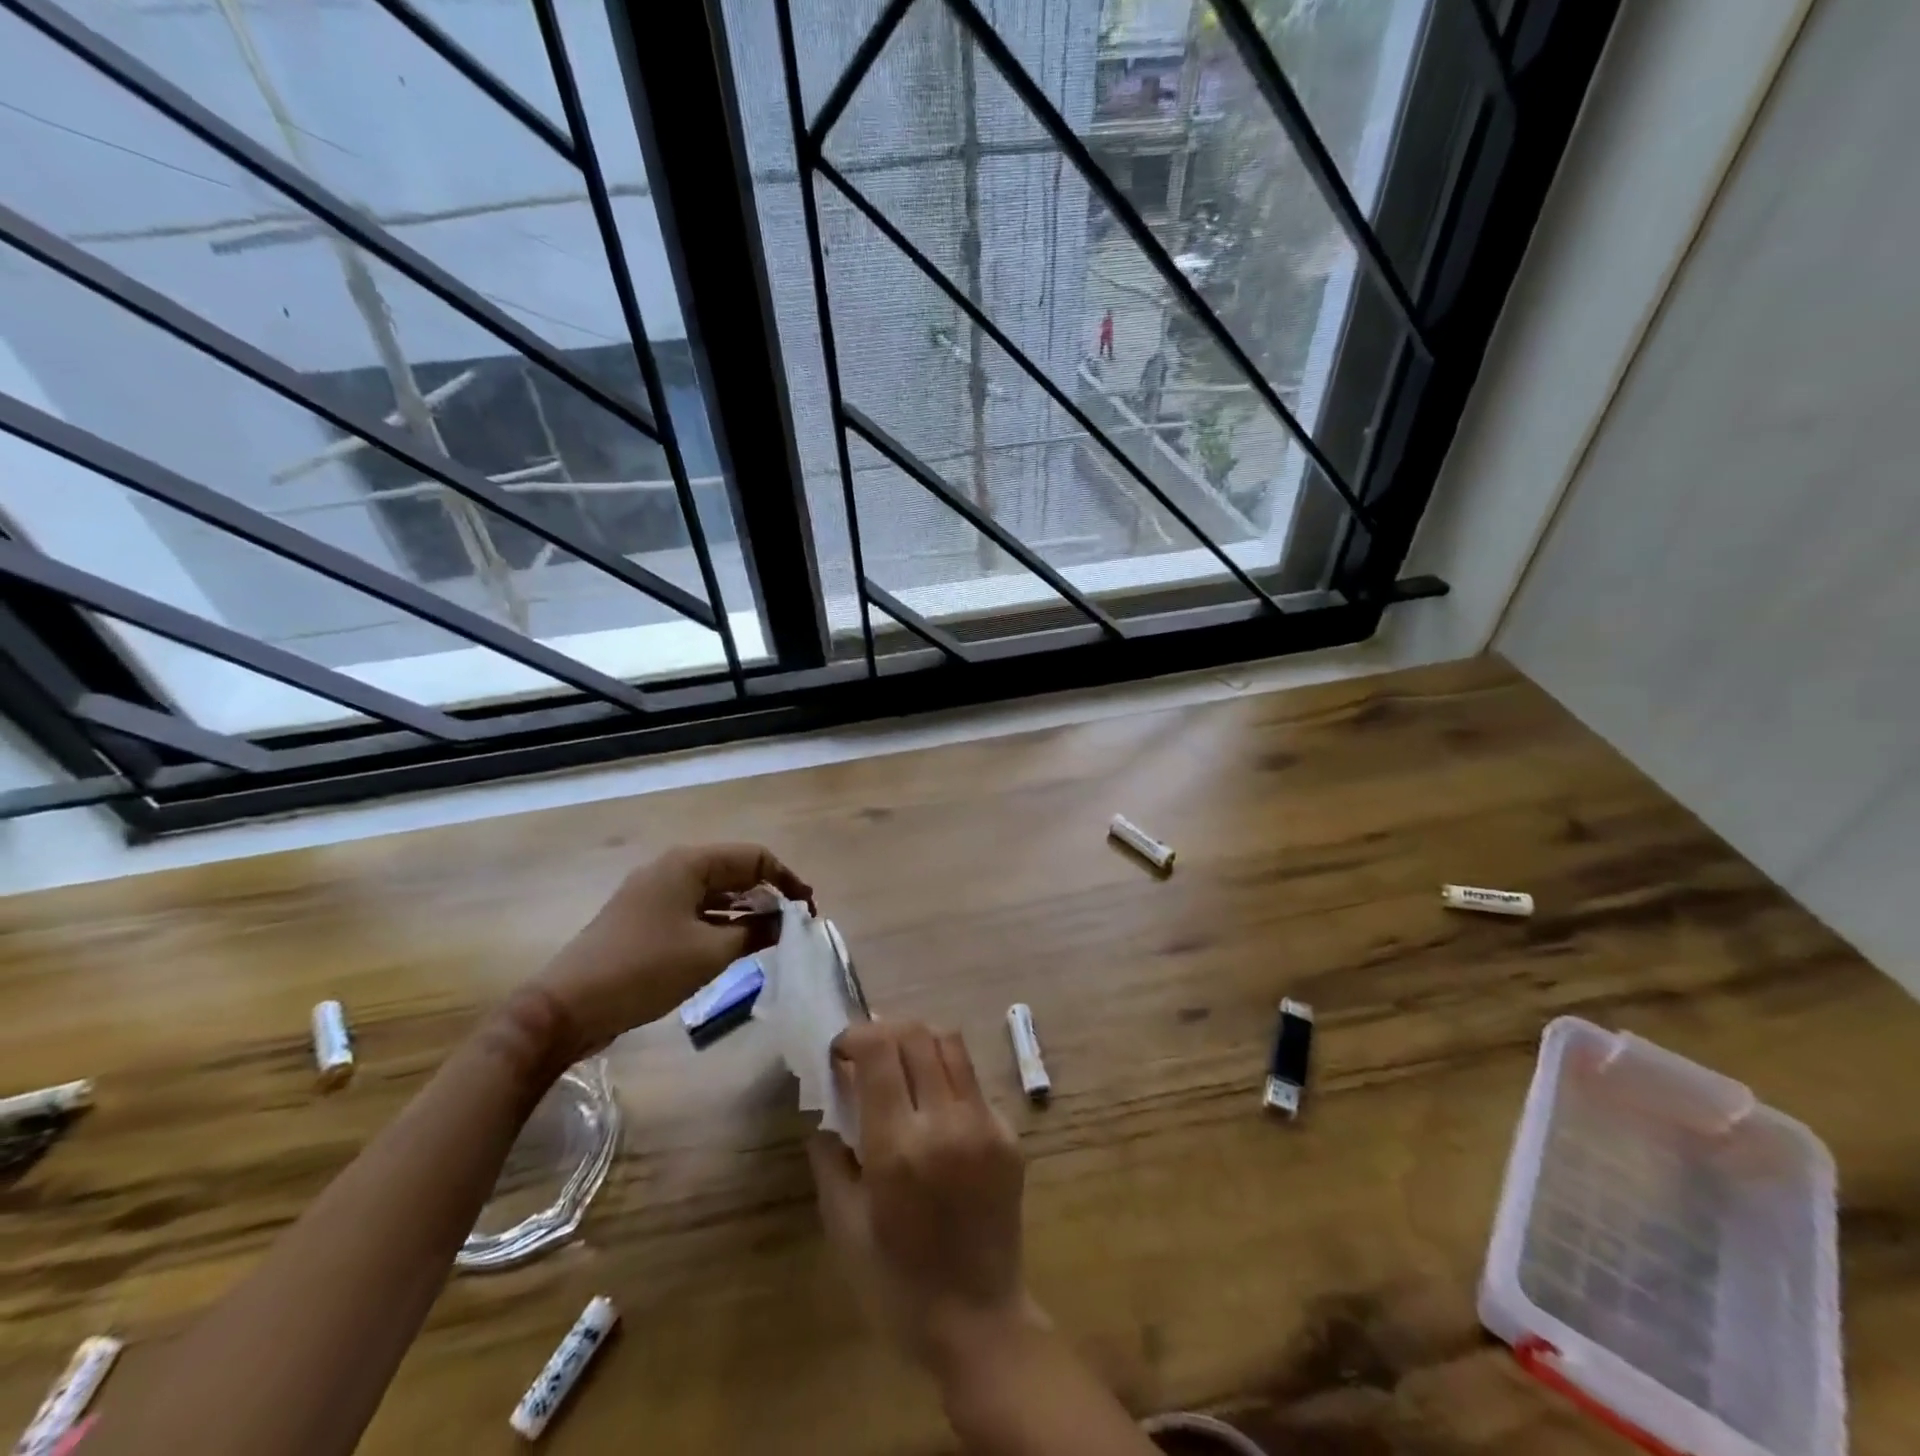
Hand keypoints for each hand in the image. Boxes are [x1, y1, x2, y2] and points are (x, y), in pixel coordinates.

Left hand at [532, 843, 810, 1058]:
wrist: (567, 1007)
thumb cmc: (645, 970)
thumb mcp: (710, 953)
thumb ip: (755, 931)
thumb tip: (785, 922)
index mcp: (689, 864)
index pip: (754, 857)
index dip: (787, 880)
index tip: (808, 910)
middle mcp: (673, 868)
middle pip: (735, 870)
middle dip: (768, 893)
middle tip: (794, 925)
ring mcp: (656, 893)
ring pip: (715, 891)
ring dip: (746, 909)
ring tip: (773, 936)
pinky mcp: (646, 918)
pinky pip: (696, 909)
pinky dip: (721, 921)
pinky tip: (737, 944)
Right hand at [807, 1021, 1044, 1373]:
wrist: (978, 1321)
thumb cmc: (897, 1284)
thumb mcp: (844, 1226)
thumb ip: (830, 1157)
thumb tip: (826, 1107)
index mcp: (898, 1147)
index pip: (879, 1051)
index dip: (854, 1037)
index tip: (839, 1052)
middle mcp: (946, 1122)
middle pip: (917, 1034)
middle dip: (884, 1031)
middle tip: (867, 1053)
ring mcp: (984, 1124)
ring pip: (951, 1044)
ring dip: (919, 1042)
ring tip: (901, 1066)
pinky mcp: (1009, 1134)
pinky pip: (973, 1080)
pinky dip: (947, 1075)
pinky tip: (934, 1107)